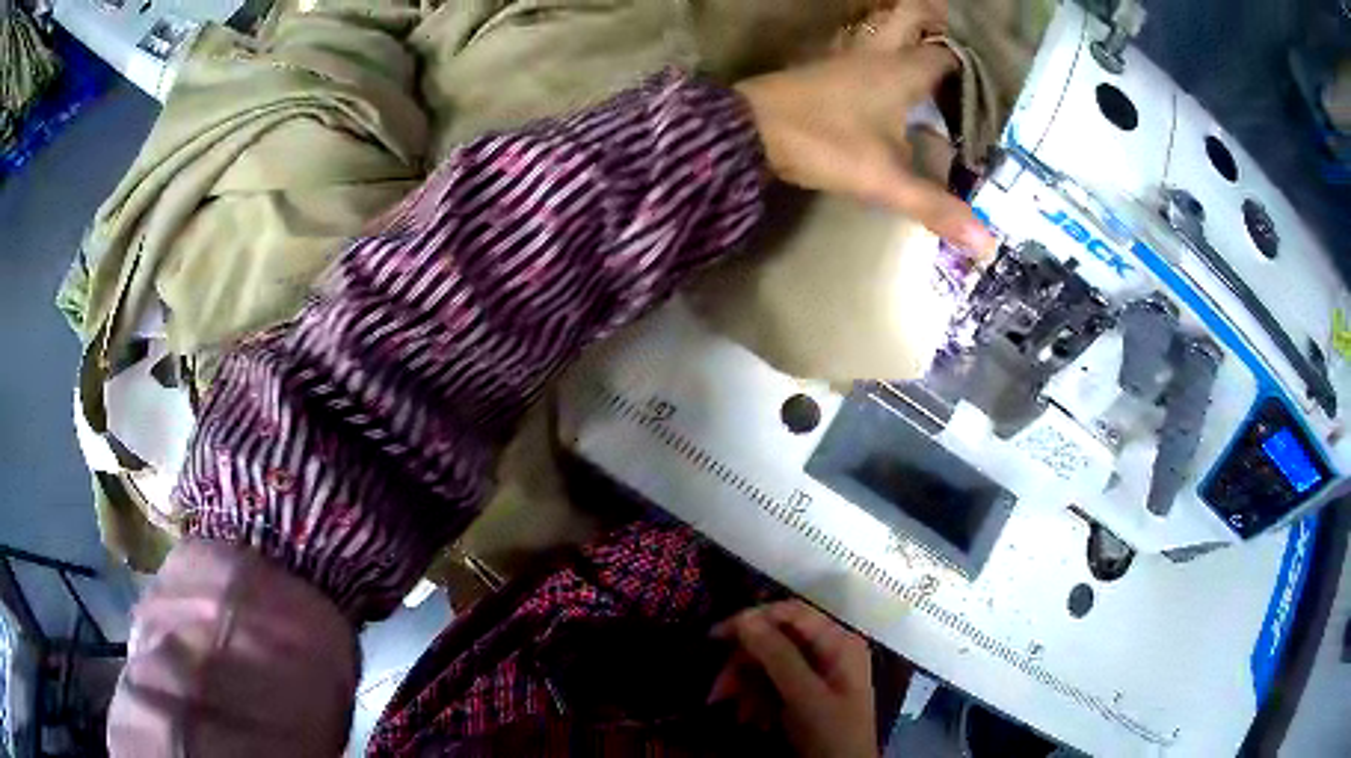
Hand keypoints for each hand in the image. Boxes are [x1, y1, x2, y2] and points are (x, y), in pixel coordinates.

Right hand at [713, 601, 877, 757]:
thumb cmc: (833, 733)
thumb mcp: (805, 697)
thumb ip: (778, 656)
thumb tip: (746, 618)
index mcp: (839, 642)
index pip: (791, 613)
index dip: (753, 619)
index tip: (716, 637)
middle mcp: (829, 650)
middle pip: (776, 641)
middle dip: (745, 665)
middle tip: (719, 692)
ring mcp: (818, 673)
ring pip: (769, 665)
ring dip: (747, 688)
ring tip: (739, 714)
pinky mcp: (806, 694)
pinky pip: (773, 685)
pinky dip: (757, 701)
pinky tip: (753, 721)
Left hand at [734, 8, 994, 258]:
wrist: (749, 128)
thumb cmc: (823, 143)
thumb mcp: (885, 180)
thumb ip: (936, 207)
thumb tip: (986, 243)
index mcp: (901, 71)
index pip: (947, 57)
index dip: (970, 69)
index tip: (988, 87)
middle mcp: (877, 54)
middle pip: (910, 17)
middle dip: (935, 23)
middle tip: (957, 51)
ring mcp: (847, 57)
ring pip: (885, 30)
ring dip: (908, 37)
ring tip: (933, 65)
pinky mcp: (825, 69)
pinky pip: (865, 50)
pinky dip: (884, 55)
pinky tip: (890, 82)